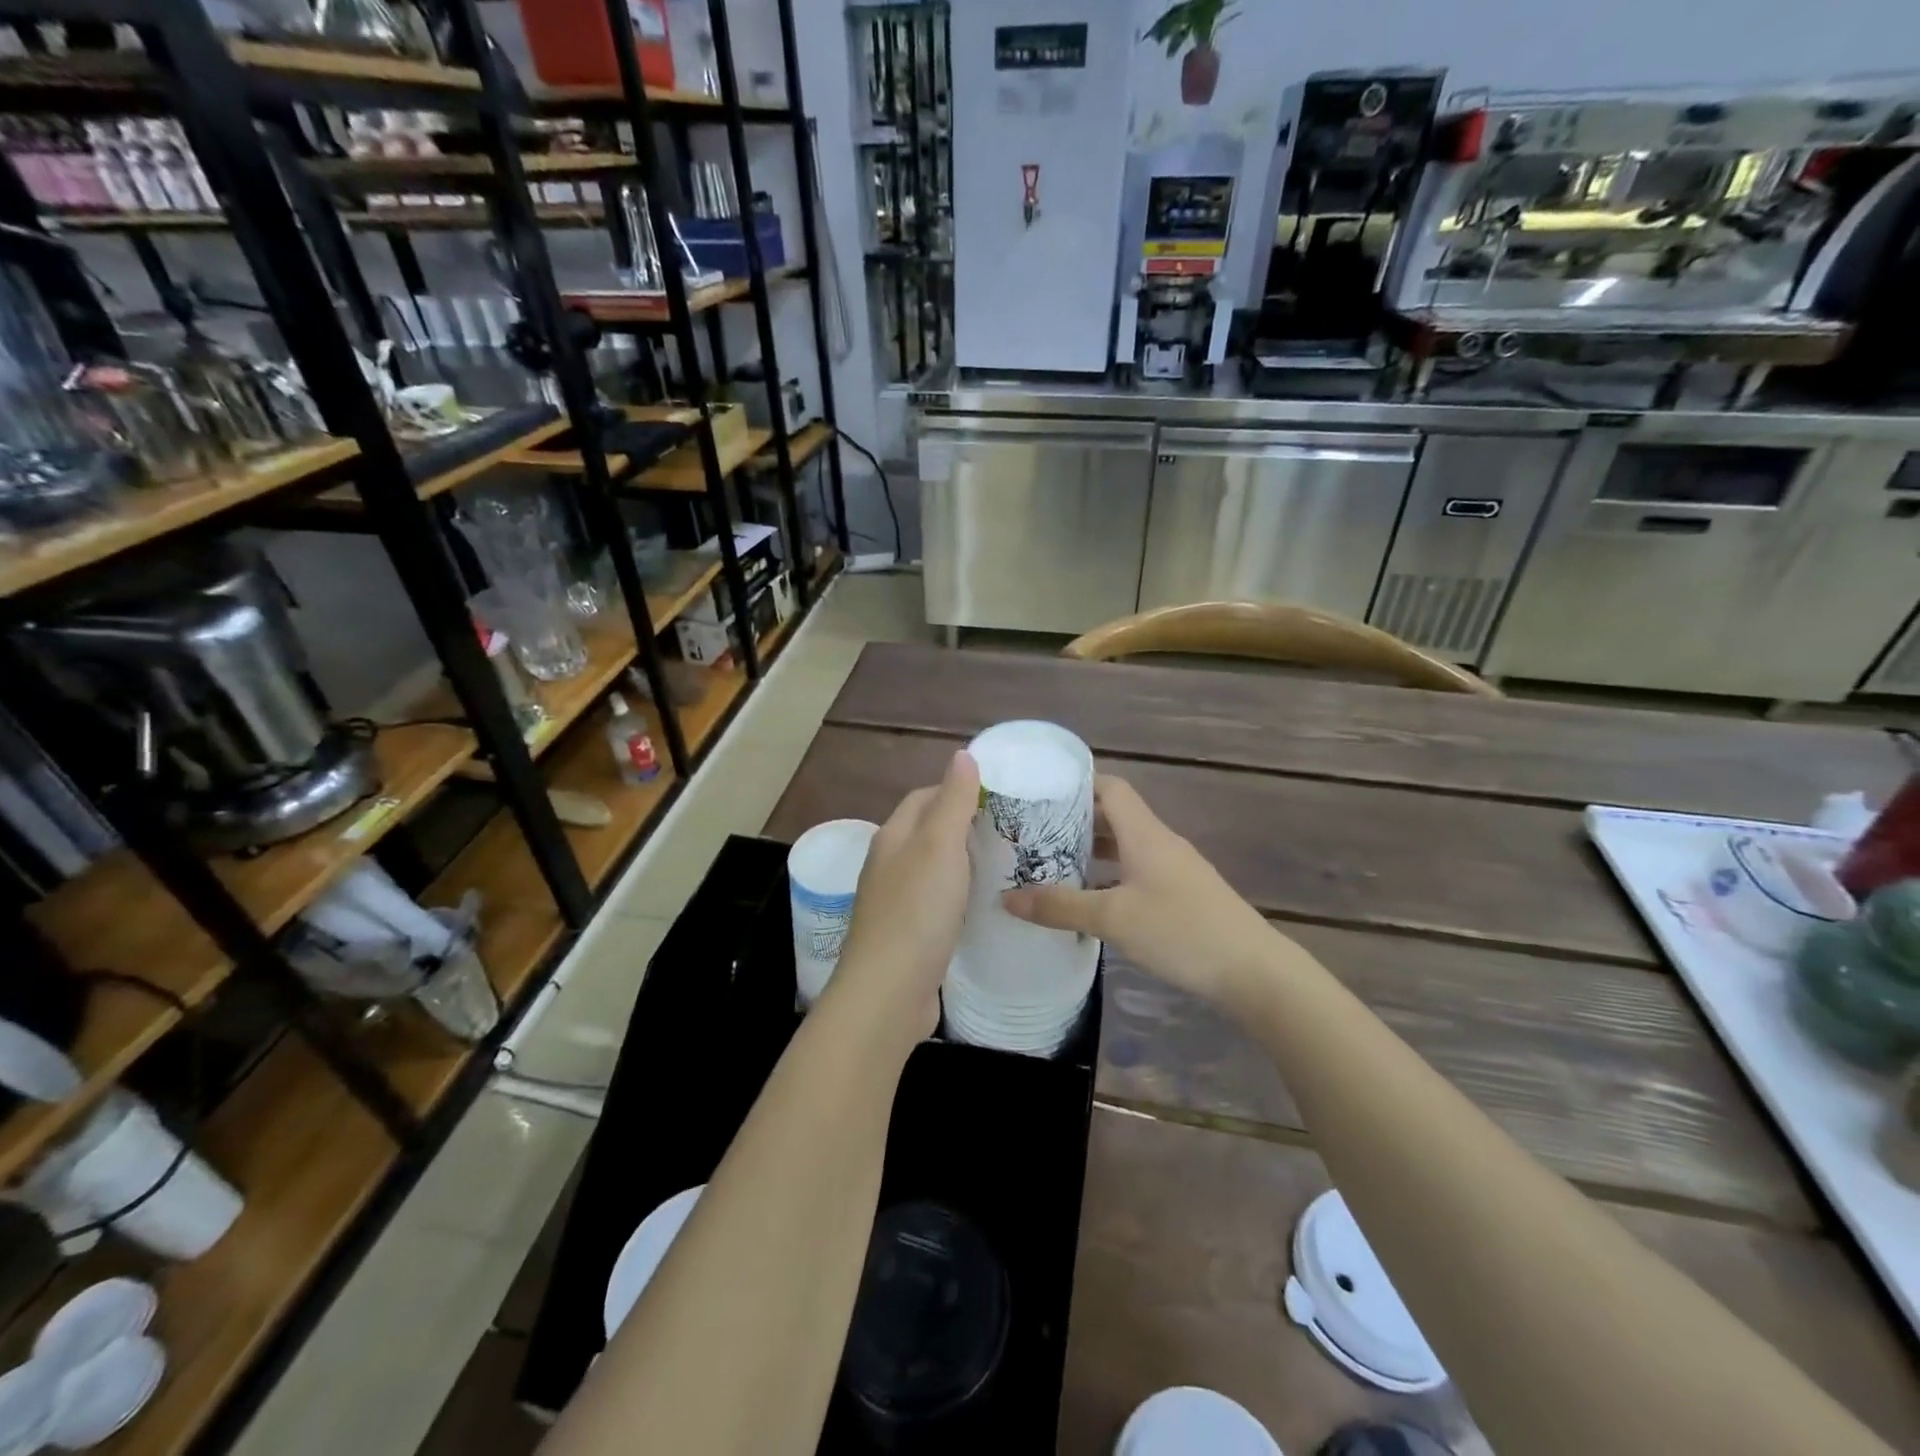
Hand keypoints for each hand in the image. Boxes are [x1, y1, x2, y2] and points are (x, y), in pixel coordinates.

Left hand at [824, 750, 979, 1048]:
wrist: (888, 992)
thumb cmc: (917, 911)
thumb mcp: (939, 847)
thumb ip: (953, 801)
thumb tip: (962, 754)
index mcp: (893, 837)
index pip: (924, 797)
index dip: (957, 789)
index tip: (999, 796)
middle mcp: (889, 865)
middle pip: (928, 832)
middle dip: (964, 825)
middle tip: (1011, 830)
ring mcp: (896, 902)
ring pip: (933, 869)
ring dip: (963, 862)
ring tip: (1005, 863)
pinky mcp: (908, 935)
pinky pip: (937, 903)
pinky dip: (959, 896)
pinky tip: (983, 905)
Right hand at [1002, 775, 1275, 1007]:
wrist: (1254, 971)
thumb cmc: (1181, 931)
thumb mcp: (1113, 919)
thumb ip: (1060, 906)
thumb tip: (1007, 898)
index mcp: (1145, 834)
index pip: (1110, 788)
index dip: (1077, 785)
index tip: (1040, 794)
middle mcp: (1161, 842)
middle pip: (1115, 816)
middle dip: (1075, 821)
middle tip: (1034, 834)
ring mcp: (1176, 869)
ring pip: (1126, 847)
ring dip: (1093, 852)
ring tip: (1053, 865)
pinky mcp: (1184, 895)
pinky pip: (1138, 872)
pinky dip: (1111, 877)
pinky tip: (1092, 901)